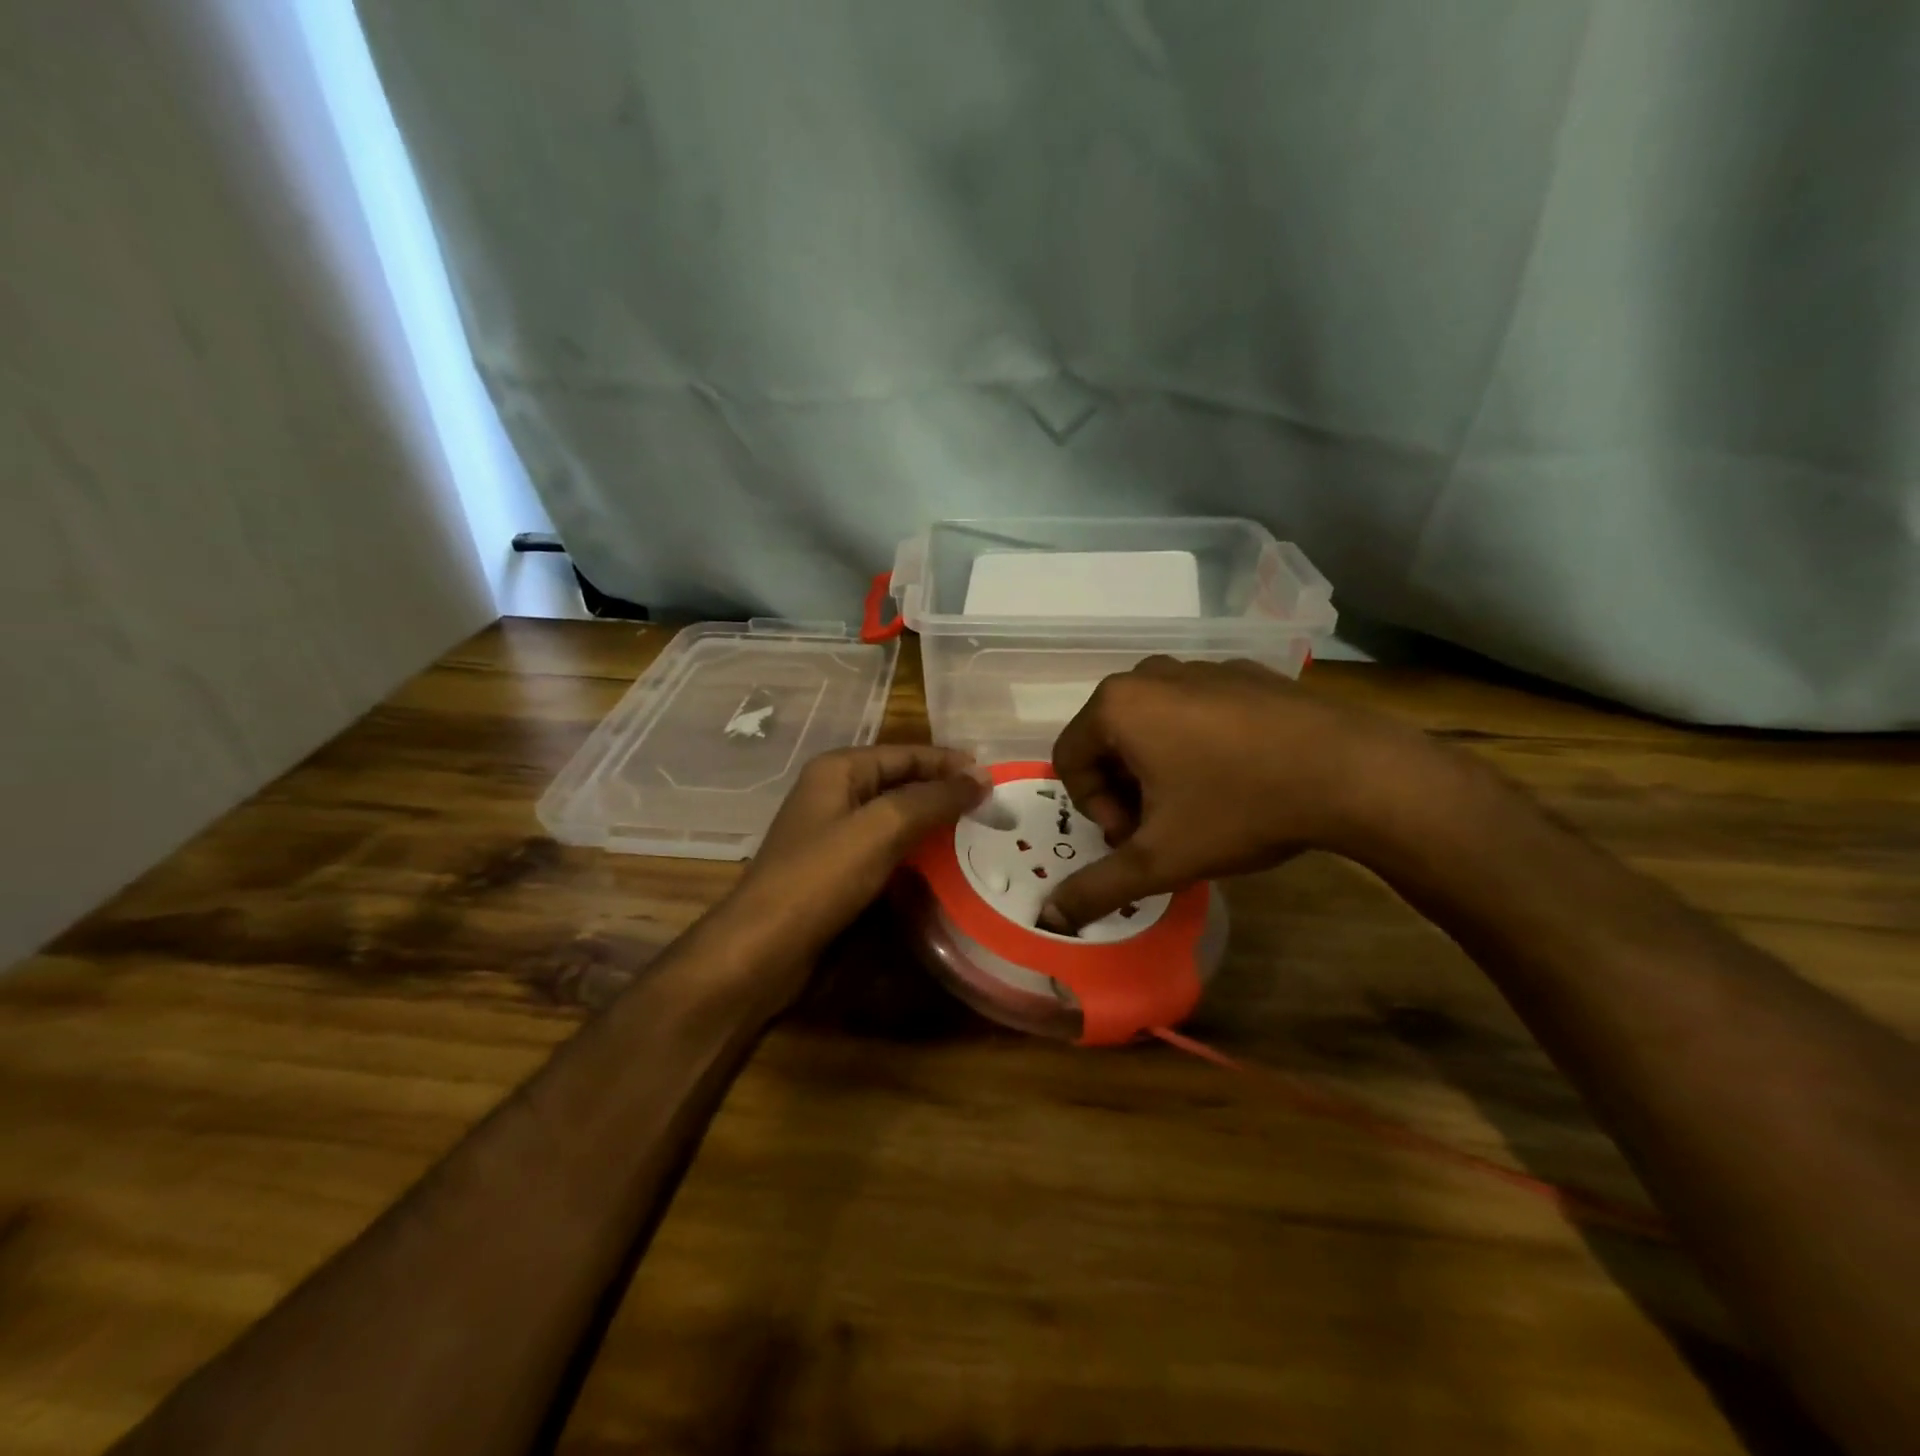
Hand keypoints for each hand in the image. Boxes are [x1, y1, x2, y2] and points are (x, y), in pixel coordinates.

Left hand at [725, 745, 986, 962]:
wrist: (762, 951)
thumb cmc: (820, 878)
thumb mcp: (882, 829)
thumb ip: (933, 799)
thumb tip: (981, 775)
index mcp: (839, 770)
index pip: (906, 754)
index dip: (949, 763)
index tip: (994, 778)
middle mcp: (835, 795)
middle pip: (901, 784)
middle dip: (944, 794)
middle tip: (994, 810)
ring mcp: (834, 836)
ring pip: (896, 821)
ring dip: (934, 827)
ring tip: (980, 838)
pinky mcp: (837, 873)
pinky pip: (886, 853)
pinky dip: (916, 857)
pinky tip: (946, 870)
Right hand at [1045, 656, 1437, 927]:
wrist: (1353, 772)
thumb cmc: (1238, 808)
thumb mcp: (1160, 859)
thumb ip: (1097, 888)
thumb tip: (1049, 920)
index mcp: (1116, 705)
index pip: (1069, 761)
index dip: (1095, 810)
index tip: (1136, 838)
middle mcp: (1149, 674)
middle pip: (1109, 741)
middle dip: (1125, 791)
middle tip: (1164, 828)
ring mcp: (1200, 667)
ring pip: (1152, 726)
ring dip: (1159, 770)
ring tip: (1201, 806)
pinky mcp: (1243, 672)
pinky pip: (1196, 711)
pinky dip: (1198, 745)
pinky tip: (1238, 776)